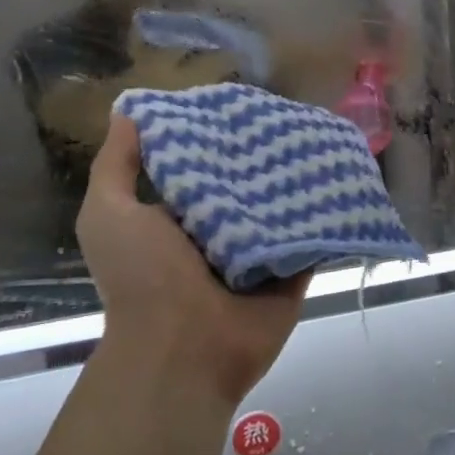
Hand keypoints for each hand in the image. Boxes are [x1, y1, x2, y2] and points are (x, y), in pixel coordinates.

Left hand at [79, 116, 308, 405]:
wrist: (183, 351)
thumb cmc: (142, 277)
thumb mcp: (109, 214)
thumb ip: (117, 166)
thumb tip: (127, 113)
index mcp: (179, 218)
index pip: (204, 165)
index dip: (218, 136)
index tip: (241, 102)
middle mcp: (220, 232)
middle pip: (248, 182)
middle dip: (265, 153)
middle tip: (293, 113)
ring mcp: (259, 253)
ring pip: (284, 204)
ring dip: (300, 177)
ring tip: (324, 134)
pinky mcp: (292, 269)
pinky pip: (314, 233)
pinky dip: (328, 211)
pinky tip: (345, 175)